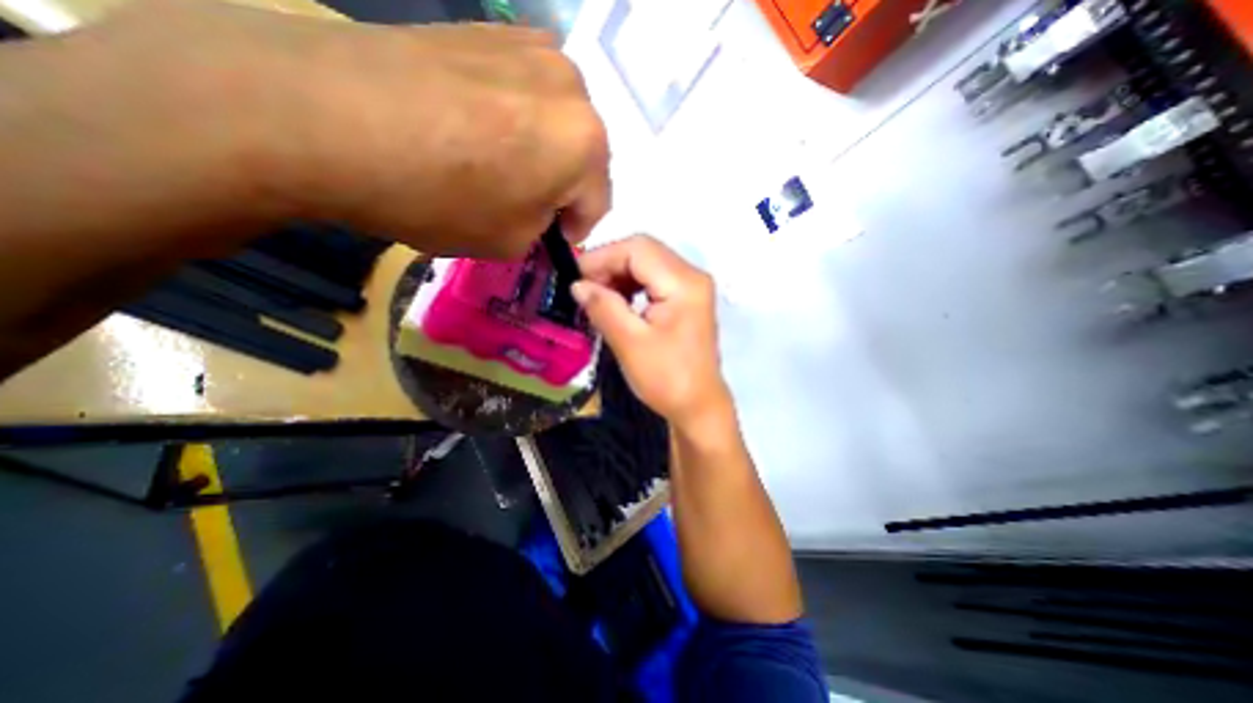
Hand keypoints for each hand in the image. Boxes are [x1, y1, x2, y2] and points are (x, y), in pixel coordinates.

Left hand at [71, 1, 612, 254]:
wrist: (326, 115)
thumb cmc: (440, 196)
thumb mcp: (510, 241)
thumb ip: (543, 229)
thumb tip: (541, 211)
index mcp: (587, 144)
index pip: (598, 202)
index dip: (575, 228)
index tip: (549, 238)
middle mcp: (575, 87)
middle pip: (582, 156)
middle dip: (560, 186)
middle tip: (523, 202)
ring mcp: (531, 47)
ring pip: (556, 121)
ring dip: (539, 149)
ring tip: (494, 163)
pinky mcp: (489, 28)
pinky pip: (522, 90)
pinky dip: (512, 116)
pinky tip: (473, 127)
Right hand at [572, 237, 730, 427]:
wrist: (697, 406)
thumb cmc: (666, 379)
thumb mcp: (630, 343)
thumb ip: (603, 307)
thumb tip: (577, 284)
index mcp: (684, 283)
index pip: (638, 249)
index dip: (602, 257)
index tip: (574, 277)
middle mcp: (692, 276)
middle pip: (644, 252)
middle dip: (609, 265)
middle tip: (583, 288)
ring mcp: (691, 287)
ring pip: (647, 264)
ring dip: (618, 275)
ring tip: (596, 297)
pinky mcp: (686, 300)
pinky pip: (653, 280)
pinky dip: (630, 286)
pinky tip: (616, 302)